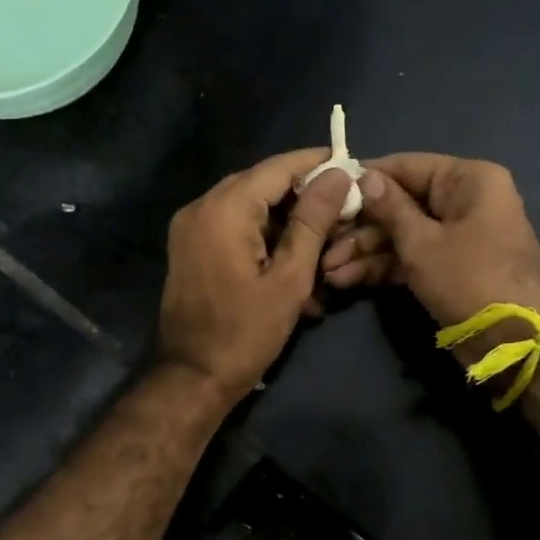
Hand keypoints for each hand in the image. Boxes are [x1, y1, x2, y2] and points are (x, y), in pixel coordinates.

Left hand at [158, 151, 356, 404]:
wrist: (192, 376)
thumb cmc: (246, 333)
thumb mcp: (289, 278)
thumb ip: (313, 221)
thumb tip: (337, 174)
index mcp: (224, 209)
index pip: (277, 167)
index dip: (315, 163)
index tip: (350, 167)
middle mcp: (200, 207)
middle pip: (260, 183)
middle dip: (301, 193)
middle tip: (341, 207)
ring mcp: (189, 227)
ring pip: (246, 205)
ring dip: (283, 218)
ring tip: (321, 238)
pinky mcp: (189, 247)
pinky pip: (230, 225)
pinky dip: (261, 234)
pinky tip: (290, 257)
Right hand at [320, 154, 539, 361]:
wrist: (515, 341)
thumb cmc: (469, 278)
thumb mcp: (422, 242)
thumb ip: (389, 208)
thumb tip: (364, 176)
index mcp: (468, 180)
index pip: (407, 166)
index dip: (366, 179)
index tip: (327, 190)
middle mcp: (463, 201)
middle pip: (401, 203)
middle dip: (361, 226)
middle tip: (322, 240)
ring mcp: (456, 237)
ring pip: (402, 235)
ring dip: (365, 252)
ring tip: (328, 270)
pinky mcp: (448, 268)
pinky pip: (410, 258)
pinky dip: (382, 268)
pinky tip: (346, 280)